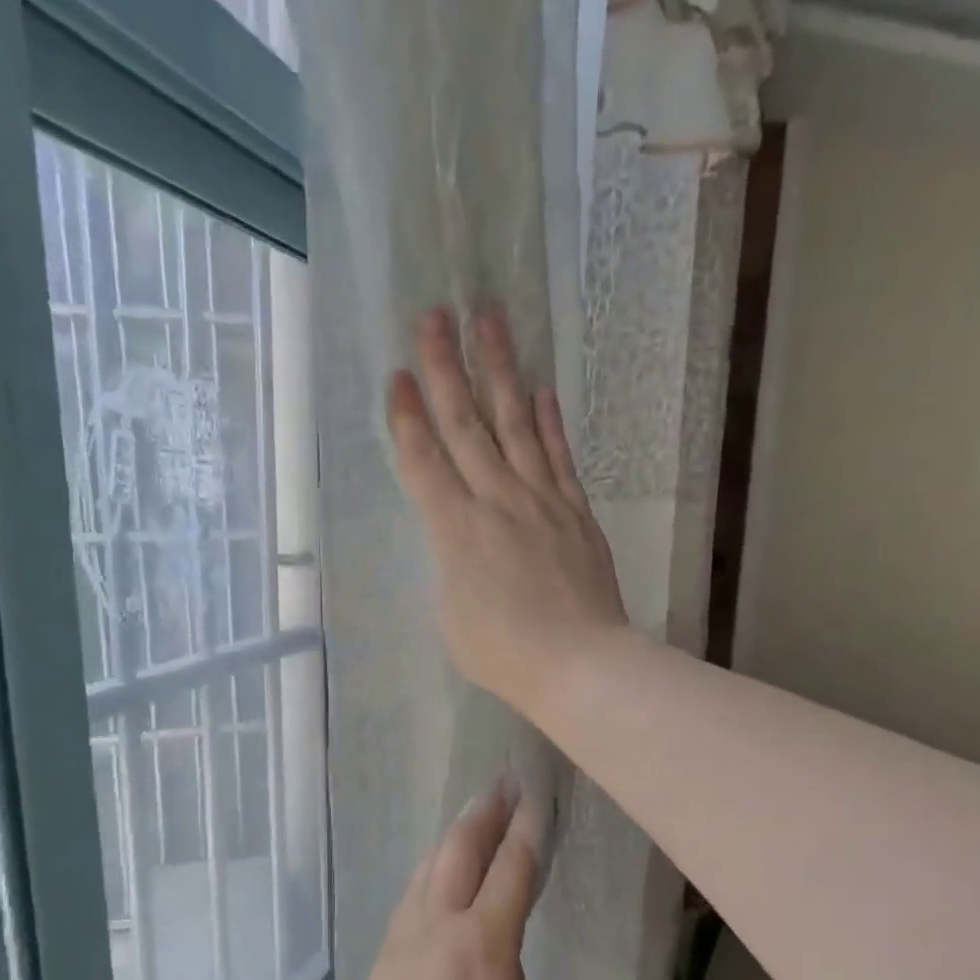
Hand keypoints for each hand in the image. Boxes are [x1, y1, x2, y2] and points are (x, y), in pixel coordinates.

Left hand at [342, 781, 544, 979]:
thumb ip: (510, 963)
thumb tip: (494, 938)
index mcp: (484, 942)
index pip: (511, 867)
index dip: (527, 828)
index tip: (536, 796)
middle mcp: (439, 923)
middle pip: (460, 847)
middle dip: (484, 811)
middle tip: (502, 784)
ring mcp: (405, 931)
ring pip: (430, 862)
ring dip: (455, 833)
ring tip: (474, 814)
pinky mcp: (385, 945)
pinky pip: (414, 890)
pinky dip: (434, 866)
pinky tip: (442, 866)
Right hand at [387, 306, 628, 718]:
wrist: (580, 664)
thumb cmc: (504, 654)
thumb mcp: (452, 616)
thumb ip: (452, 566)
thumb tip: (462, 539)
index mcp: (455, 532)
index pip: (424, 461)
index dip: (407, 417)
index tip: (399, 374)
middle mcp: (496, 501)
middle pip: (465, 425)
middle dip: (447, 368)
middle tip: (436, 315)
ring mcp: (541, 501)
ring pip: (515, 424)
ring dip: (500, 371)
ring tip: (490, 322)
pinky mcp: (575, 510)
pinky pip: (559, 456)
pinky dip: (549, 420)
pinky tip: (541, 388)